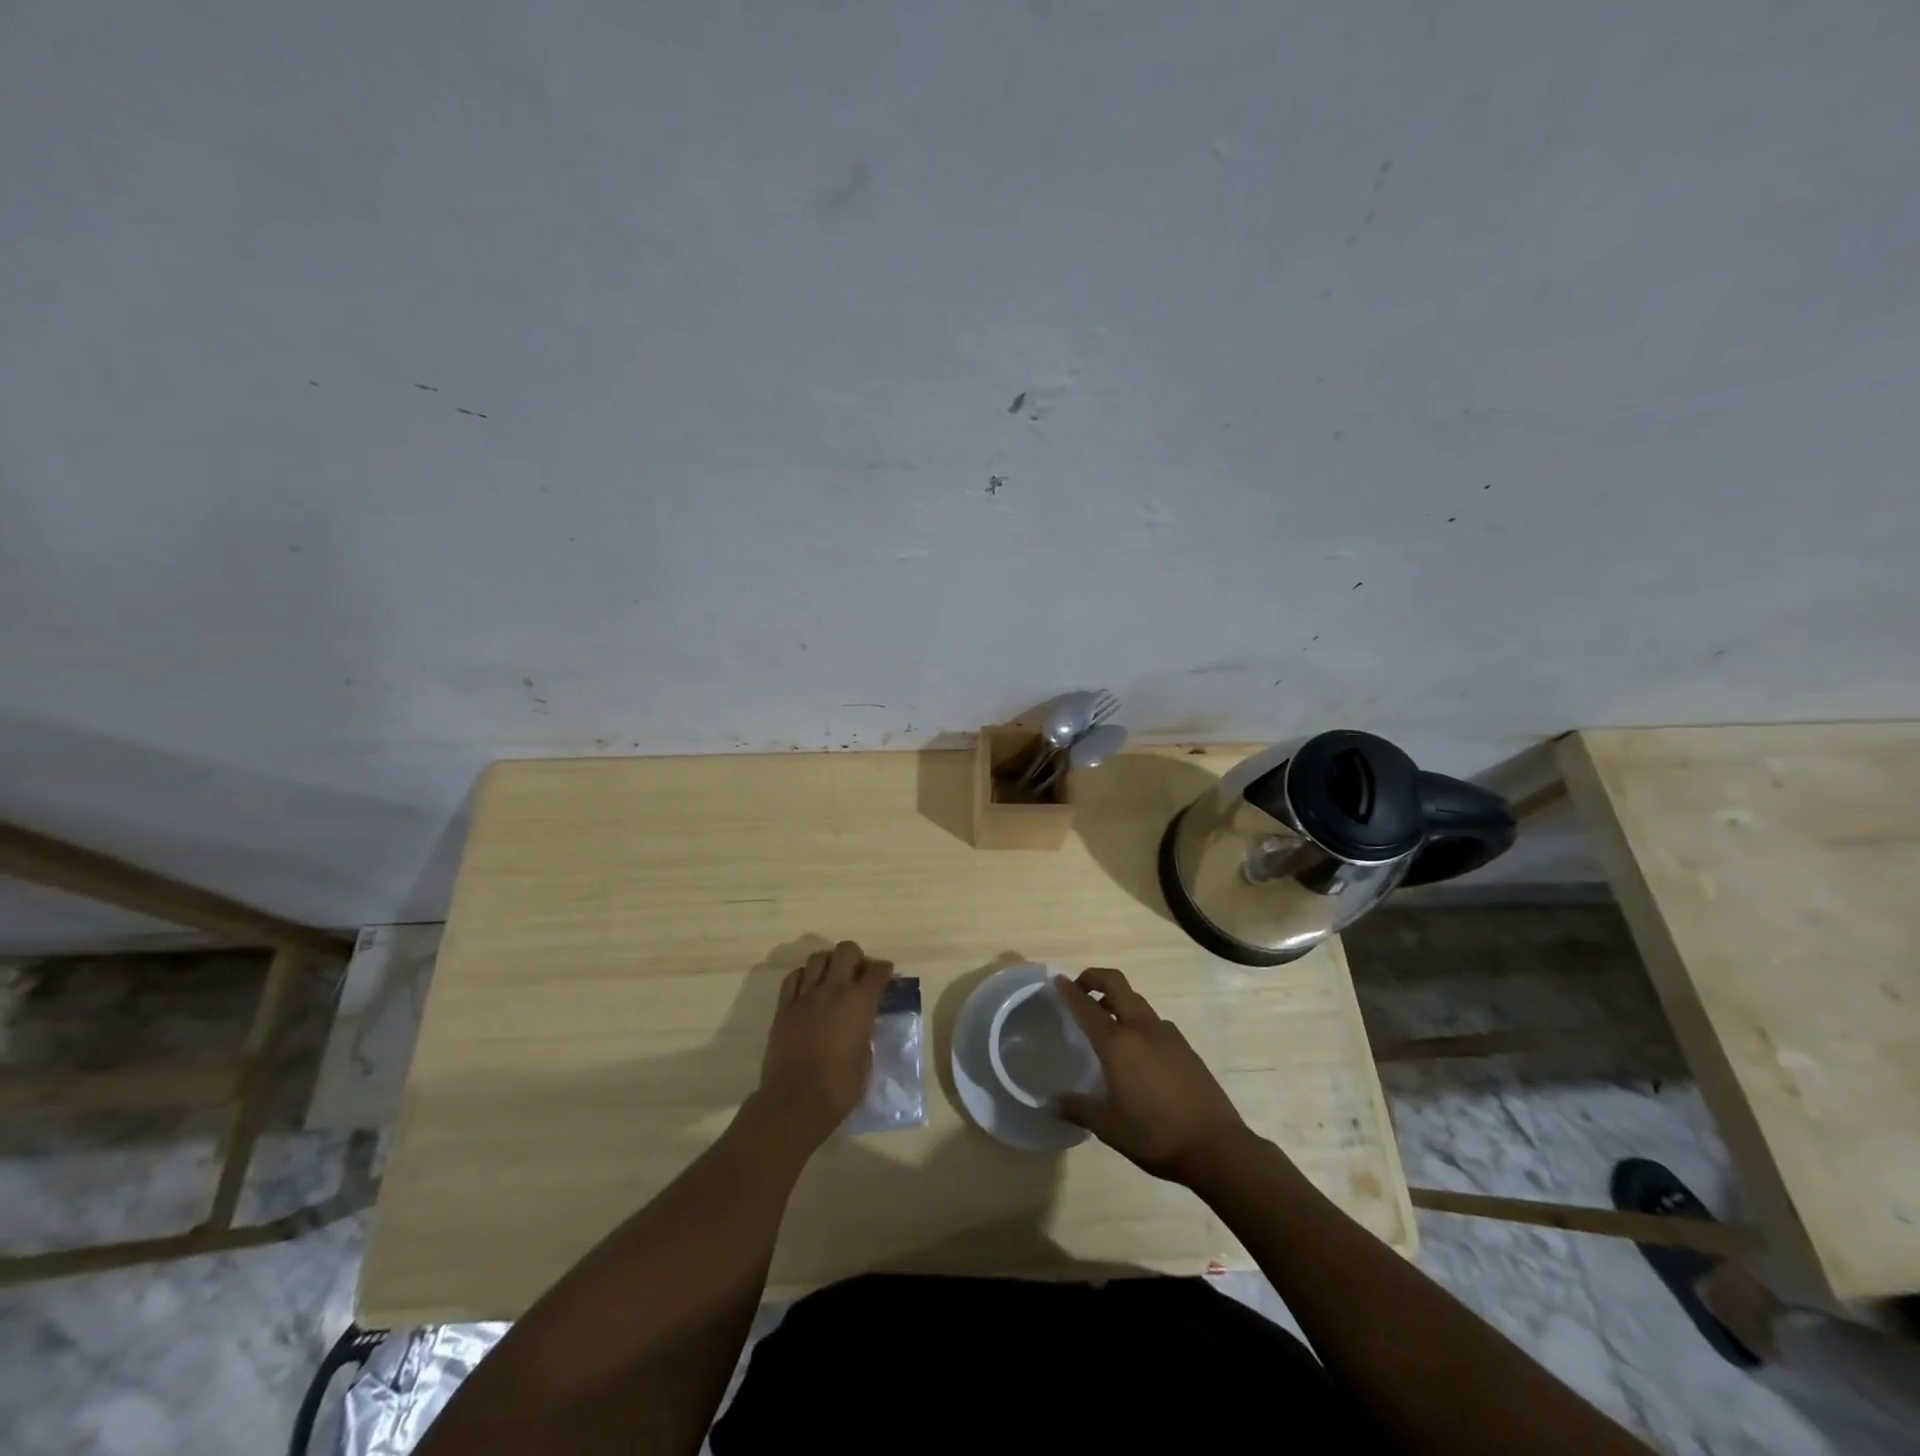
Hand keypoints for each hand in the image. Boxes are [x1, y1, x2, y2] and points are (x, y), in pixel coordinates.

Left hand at [755, 940, 893, 1149]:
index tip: (887, 975)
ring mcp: (805, 996)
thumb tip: (860, 1025)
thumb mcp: (866, 1059)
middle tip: (859, 973)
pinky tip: (808, 988)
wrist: (795, 1102)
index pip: (877, 972)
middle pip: (846, 950)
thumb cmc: (839, 1087)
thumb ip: (865, 1033)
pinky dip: (804, 976)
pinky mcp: (784, 1008)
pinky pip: (793, 978)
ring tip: (833, 978)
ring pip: (817, 958)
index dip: (885, 970)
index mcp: (860, 1002)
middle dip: (857, 957)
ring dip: (829, 962)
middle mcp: (833, 990)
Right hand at [1054, 968, 1250, 1183]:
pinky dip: (1137, 1022)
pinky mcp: (1185, 1047)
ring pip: (1137, 1002)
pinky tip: (1137, 1052)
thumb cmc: (1154, 1135)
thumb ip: (1077, 1108)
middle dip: (1095, 978)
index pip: (1087, 1006)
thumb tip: (1048, 1102)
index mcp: (1118, 1043)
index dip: (1070, 991)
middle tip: (1080, 989)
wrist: (1217, 1147)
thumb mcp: (1108, 1127)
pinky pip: (1154, 1022)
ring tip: (1106, 1023)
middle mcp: (1142, 1029)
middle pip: (1116, 984)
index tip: (1058, 980)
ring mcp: (1167, 1035)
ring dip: (1118, 1001)